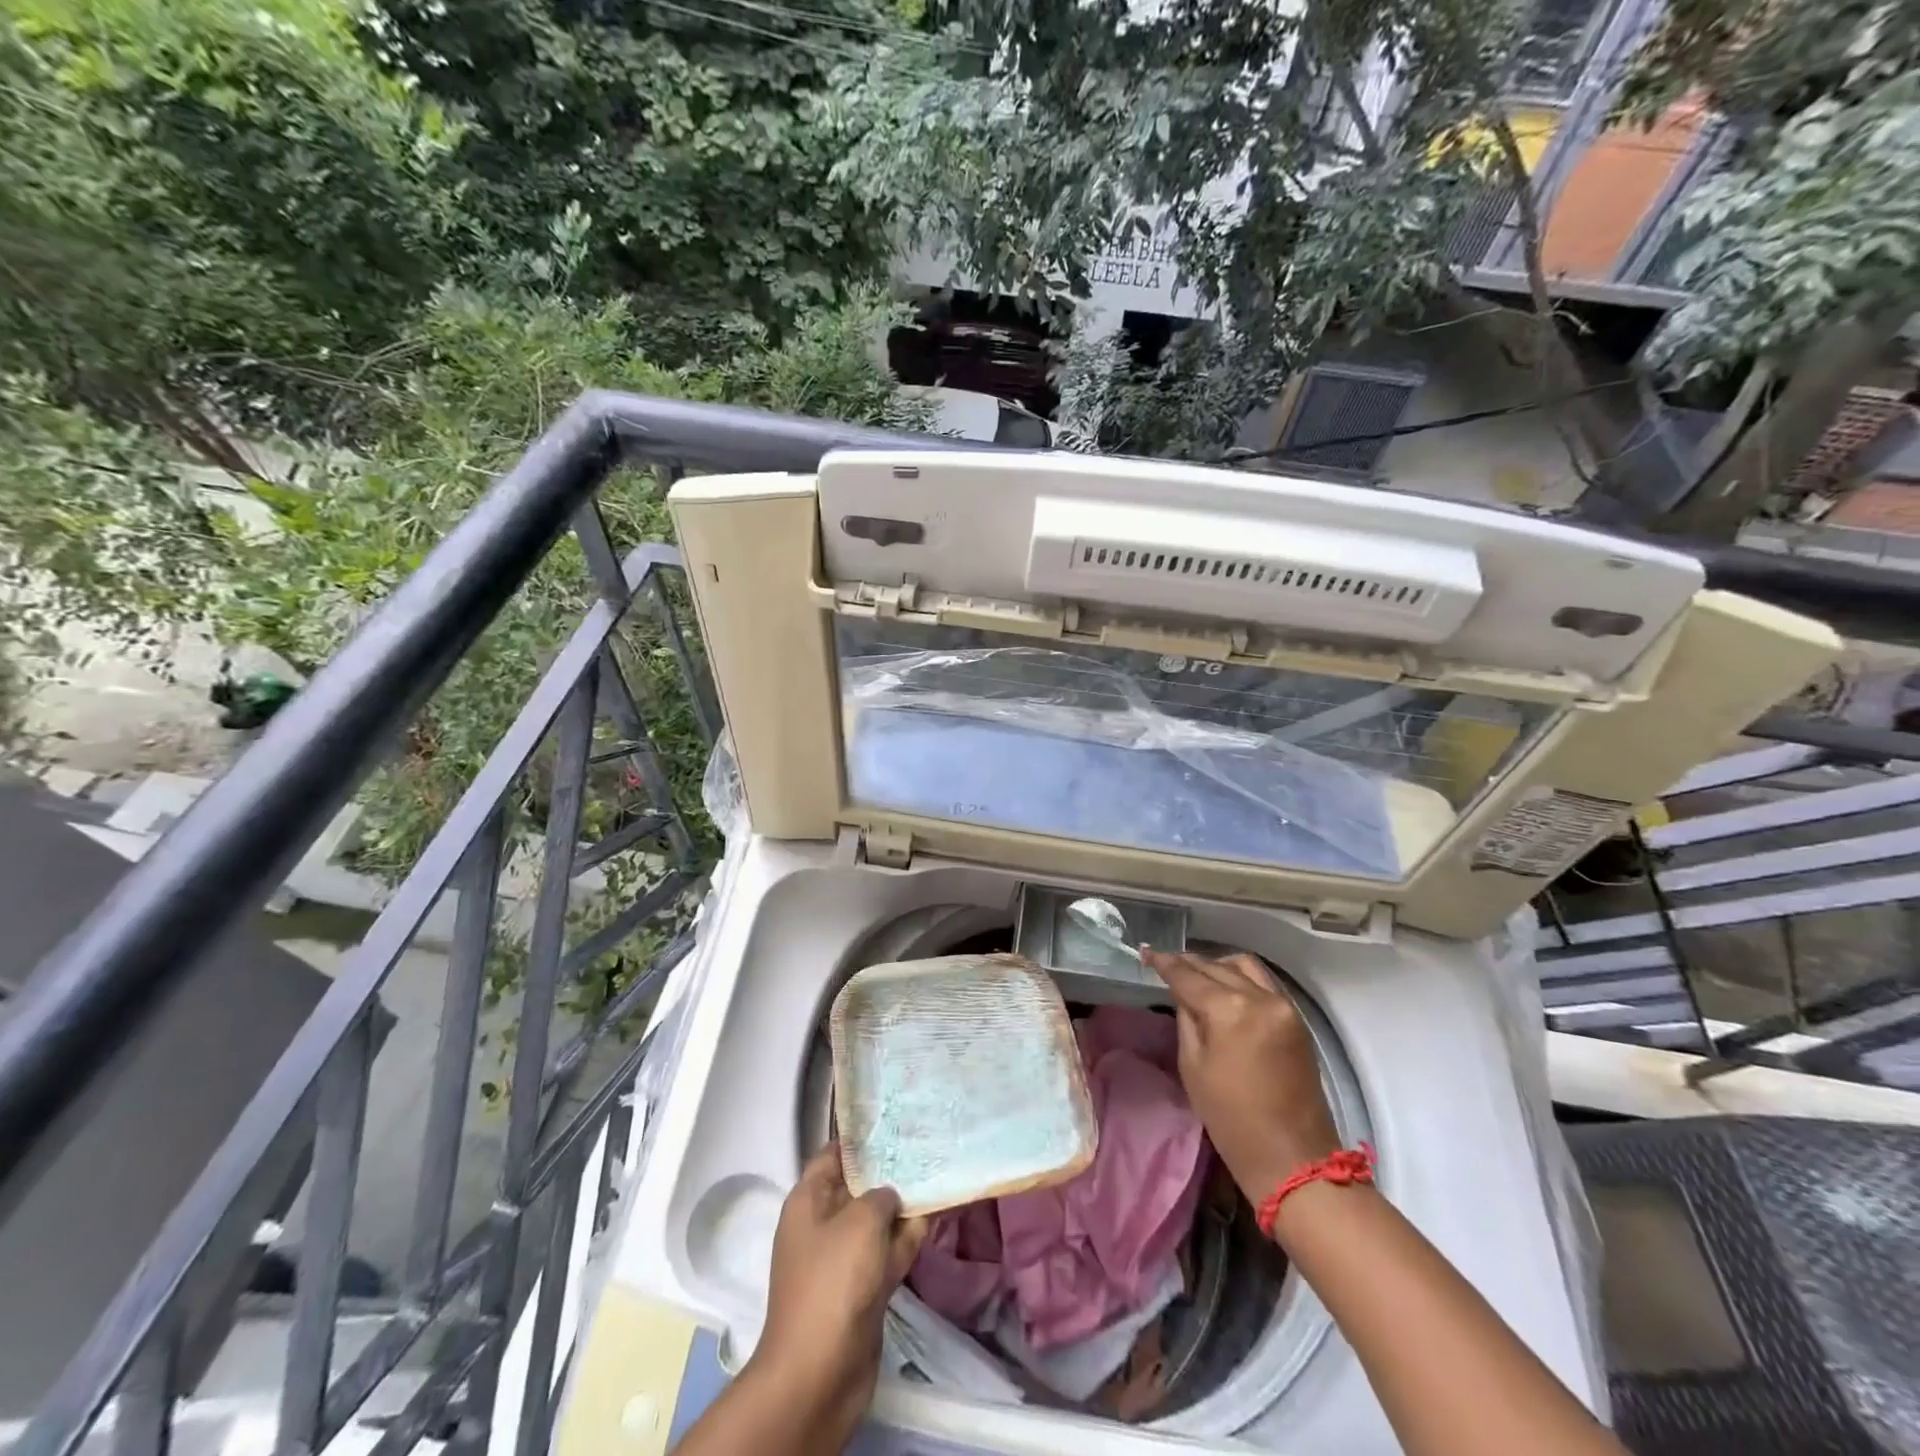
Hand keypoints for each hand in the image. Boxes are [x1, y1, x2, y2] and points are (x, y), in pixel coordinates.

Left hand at [749, 1146, 926, 1431]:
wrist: (820, 1373)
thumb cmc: (834, 1281)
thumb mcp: (861, 1221)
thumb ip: (882, 1195)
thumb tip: (892, 1195)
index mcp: (809, 1200)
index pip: (835, 1153)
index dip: (862, 1137)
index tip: (895, 1120)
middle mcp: (823, 1223)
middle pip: (859, 1185)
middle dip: (890, 1170)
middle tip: (925, 1142)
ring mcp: (843, 1258)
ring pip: (877, 1220)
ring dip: (903, 1205)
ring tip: (937, 1173)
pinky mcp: (862, 1288)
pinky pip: (887, 1252)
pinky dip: (907, 1238)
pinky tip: (934, 1217)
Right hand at [1142, 950, 1340, 1206]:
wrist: (1292, 1157)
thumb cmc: (1231, 1118)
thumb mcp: (1192, 1066)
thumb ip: (1186, 1020)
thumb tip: (1183, 994)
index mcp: (1229, 1010)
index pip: (1189, 976)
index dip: (1164, 962)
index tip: (1146, 951)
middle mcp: (1259, 997)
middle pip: (1216, 967)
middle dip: (1188, 962)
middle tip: (1165, 962)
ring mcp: (1283, 1006)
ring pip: (1244, 966)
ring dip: (1217, 964)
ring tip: (1197, 974)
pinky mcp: (1297, 1019)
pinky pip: (1264, 982)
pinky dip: (1241, 977)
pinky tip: (1225, 986)